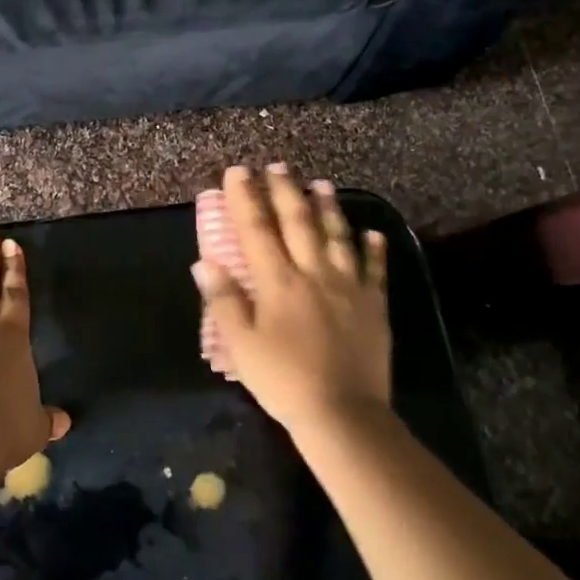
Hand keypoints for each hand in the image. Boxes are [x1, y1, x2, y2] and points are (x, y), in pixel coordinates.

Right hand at [192, 164, 390, 437]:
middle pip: (298, 223)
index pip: (257, 230)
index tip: (238, 172)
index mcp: (278, 282)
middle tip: (278, 165)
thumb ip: (224, 301)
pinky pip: (375, 270)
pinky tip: (372, 233)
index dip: (245, 198)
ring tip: (321, 183)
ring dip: (328, 207)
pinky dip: (374, 249)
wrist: (343, 414)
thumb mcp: (241, 346)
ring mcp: (349, 287)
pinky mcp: (374, 306)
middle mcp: (314, 273)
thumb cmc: (283, 381)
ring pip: (337, 237)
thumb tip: (204, 262)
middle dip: (285, 191)